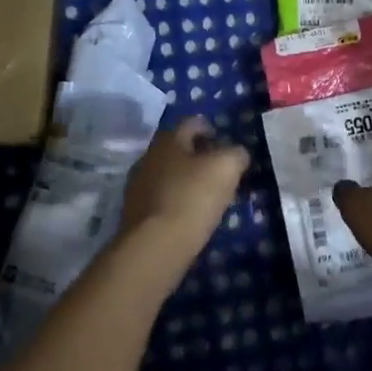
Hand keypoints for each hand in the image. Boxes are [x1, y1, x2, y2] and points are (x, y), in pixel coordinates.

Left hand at [118, 116, 250, 286]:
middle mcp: (148, 156)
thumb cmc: (192, 197)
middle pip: (178, 149)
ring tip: (207, 197)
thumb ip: (236, 154)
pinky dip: (176, 203)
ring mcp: (137, 186)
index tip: (225, 144)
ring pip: (168, 175)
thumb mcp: (226, 168)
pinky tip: (190, 217)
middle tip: (220, 172)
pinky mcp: (134, 214)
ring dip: (186, 181)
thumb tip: (237, 154)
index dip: (210, 129)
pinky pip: (161, 200)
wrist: (155, 246)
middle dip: (198, 157)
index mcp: (168, 139)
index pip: (191, 123)